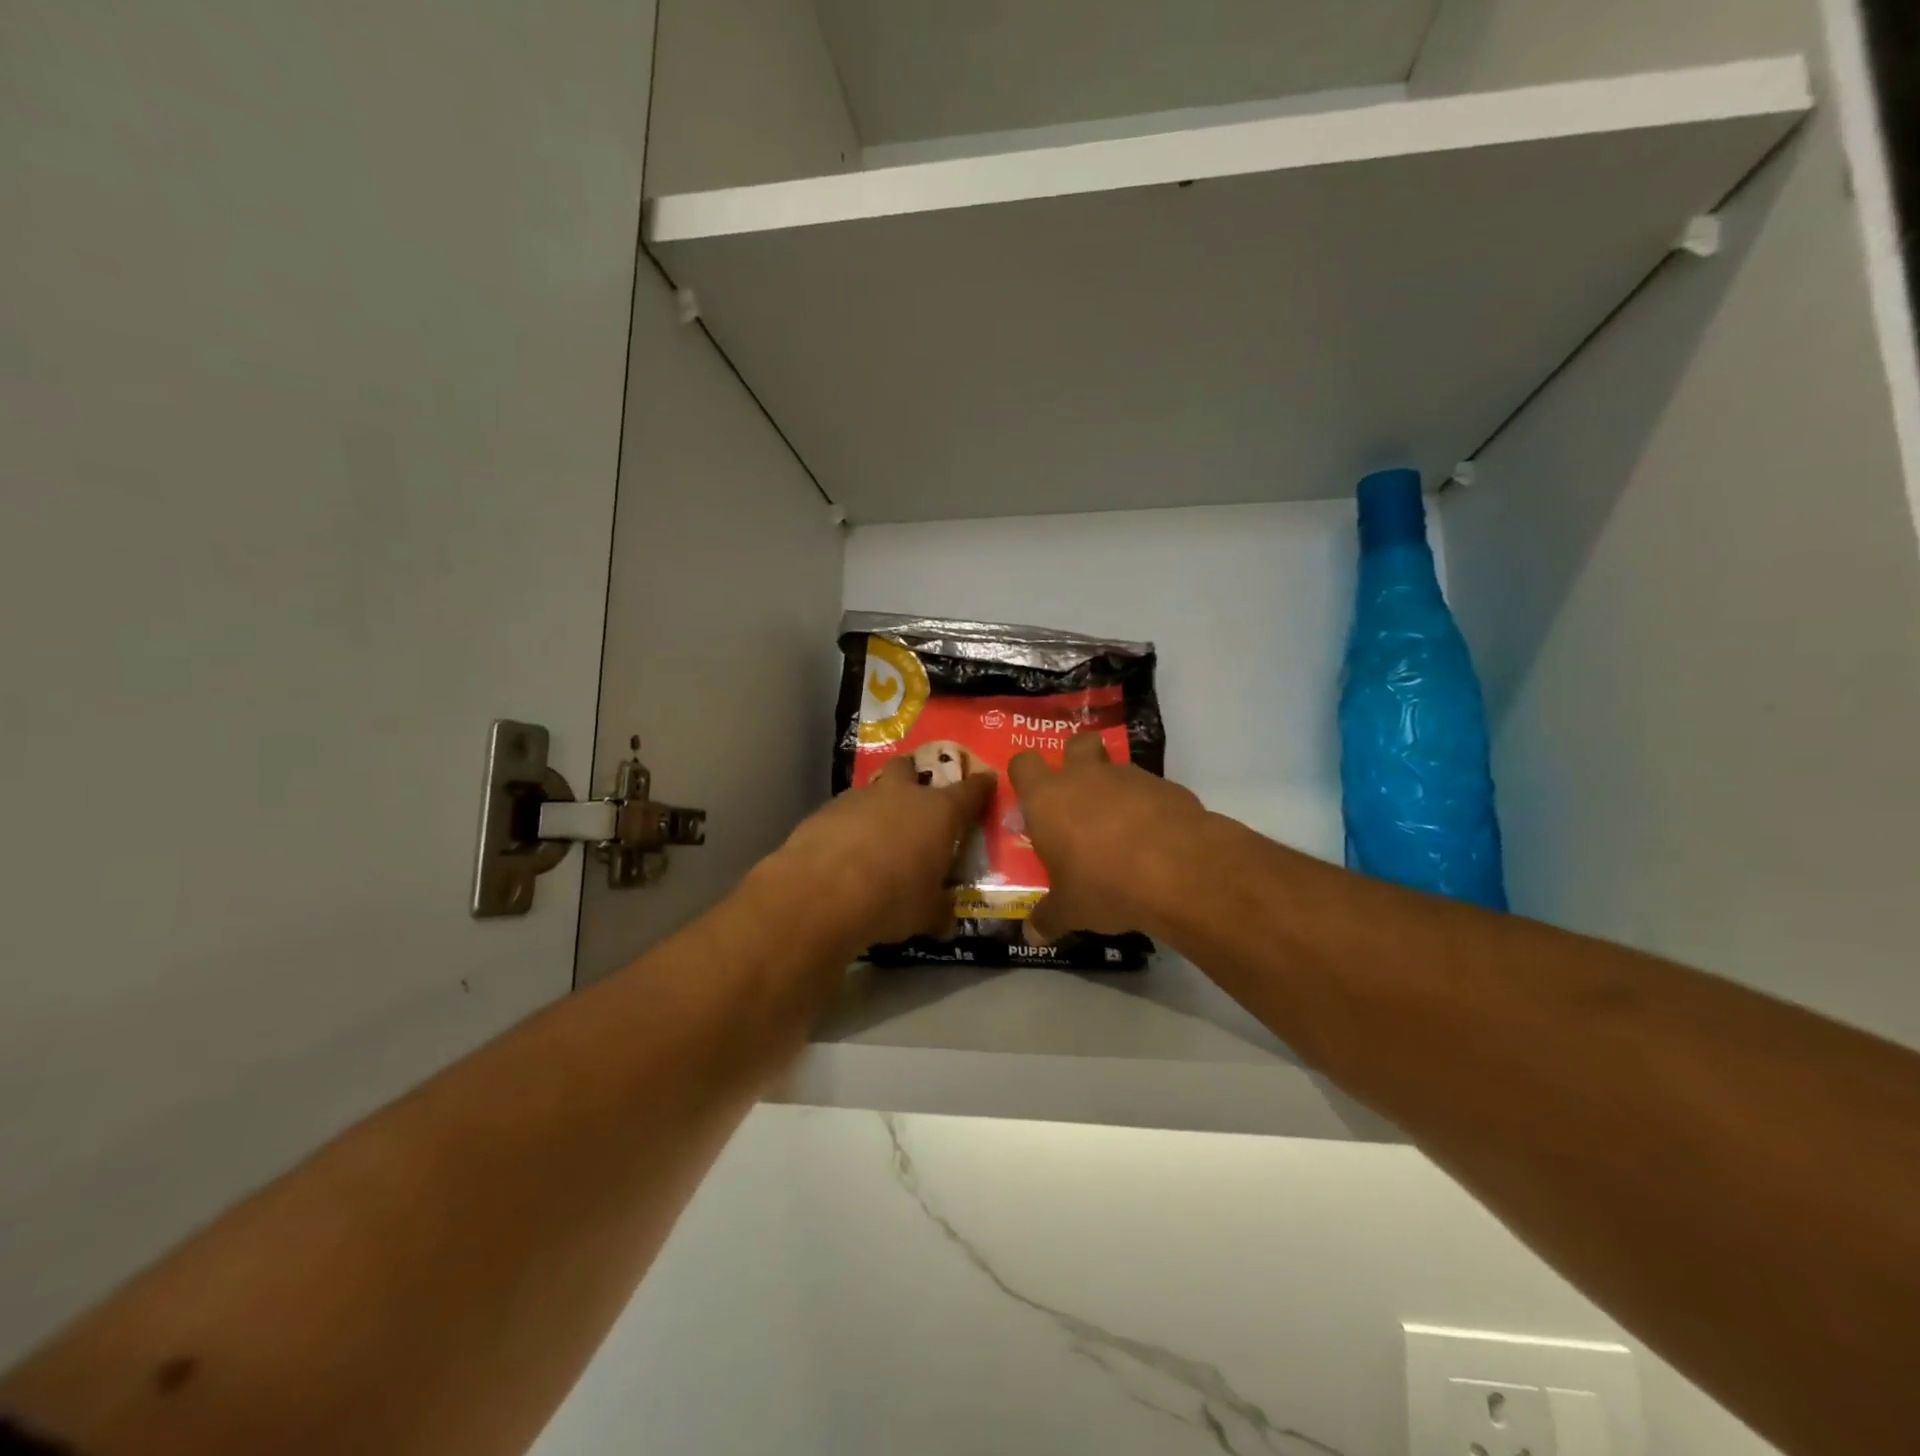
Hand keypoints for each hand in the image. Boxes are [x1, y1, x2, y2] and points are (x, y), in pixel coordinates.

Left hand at [773, 757, 996, 946]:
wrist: (821, 894)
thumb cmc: (891, 899)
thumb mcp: (926, 914)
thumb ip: (939, 911)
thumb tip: (946, 921)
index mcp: (939, 813)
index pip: (970, 790)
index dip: (981, 786)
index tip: (986, 782)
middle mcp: (901, 794)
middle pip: (910, 768)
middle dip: (914, 778)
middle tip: (916, 801)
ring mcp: (859, 798)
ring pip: (874, 789)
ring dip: (878, 806)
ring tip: (876, 836)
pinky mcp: (824, 810)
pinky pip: (844, 812)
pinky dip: (848, 826)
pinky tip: (843, 852)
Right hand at [1008, 733, 1207, 942]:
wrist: (1179, 870)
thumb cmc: (1104, 884)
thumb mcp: (1070, 910)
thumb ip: (1048, 918)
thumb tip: (1031, 935)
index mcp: (1047, 798)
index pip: (1023, 764)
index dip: (1025, 776)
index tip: (1031, 797)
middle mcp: (1085, 776)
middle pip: (1075, 744)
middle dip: (1076, 760)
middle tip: (1079, 797)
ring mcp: (1129, 777)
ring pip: (1115, 767)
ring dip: (1114, 788)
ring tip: (1121, 830)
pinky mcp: (1168, 786)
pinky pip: (1150, 790)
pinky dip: (1148, 807)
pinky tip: (1155, 841)